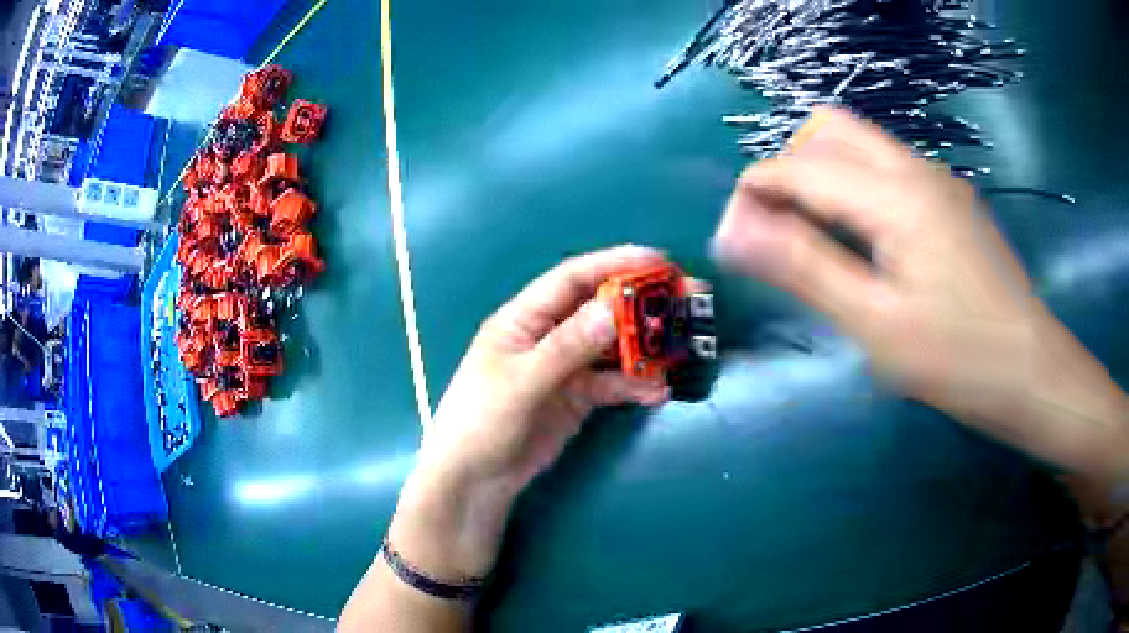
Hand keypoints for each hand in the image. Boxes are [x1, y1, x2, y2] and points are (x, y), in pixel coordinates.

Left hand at [388, 246, 670, 580]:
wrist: (476, 479)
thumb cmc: (483, 422)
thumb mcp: (522, 382)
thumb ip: (567, 347)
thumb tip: (613, 309)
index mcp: (524, 318)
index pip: (573, 278)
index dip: (615, 264)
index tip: (658, 261)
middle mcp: (548, 335)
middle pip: (600, 309)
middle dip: (640, 303)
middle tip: (686, 298)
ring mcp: (565, 367)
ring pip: (612, 346)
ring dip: (644, 346)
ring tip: (681, 346)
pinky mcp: (577, 397)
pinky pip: (612, 382)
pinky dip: (634, 384)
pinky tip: (657, 391)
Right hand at [713, 106, 1127, 476]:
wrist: (1033, 374)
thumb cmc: (960, 360)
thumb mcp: (877, 324)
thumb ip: (804, 268)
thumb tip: (732, 231)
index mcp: (896, 194)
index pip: (800, 166)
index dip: (754, 193)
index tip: (733, 240)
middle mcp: (916, 169)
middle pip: (829, 130)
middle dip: (788, 167)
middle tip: (779, 230)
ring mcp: (939, 182)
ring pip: (861, 147)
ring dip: (822, 176)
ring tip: (815, 241)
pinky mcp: (952, 203)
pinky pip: (889, 172)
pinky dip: (856, 189)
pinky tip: (865, 243)